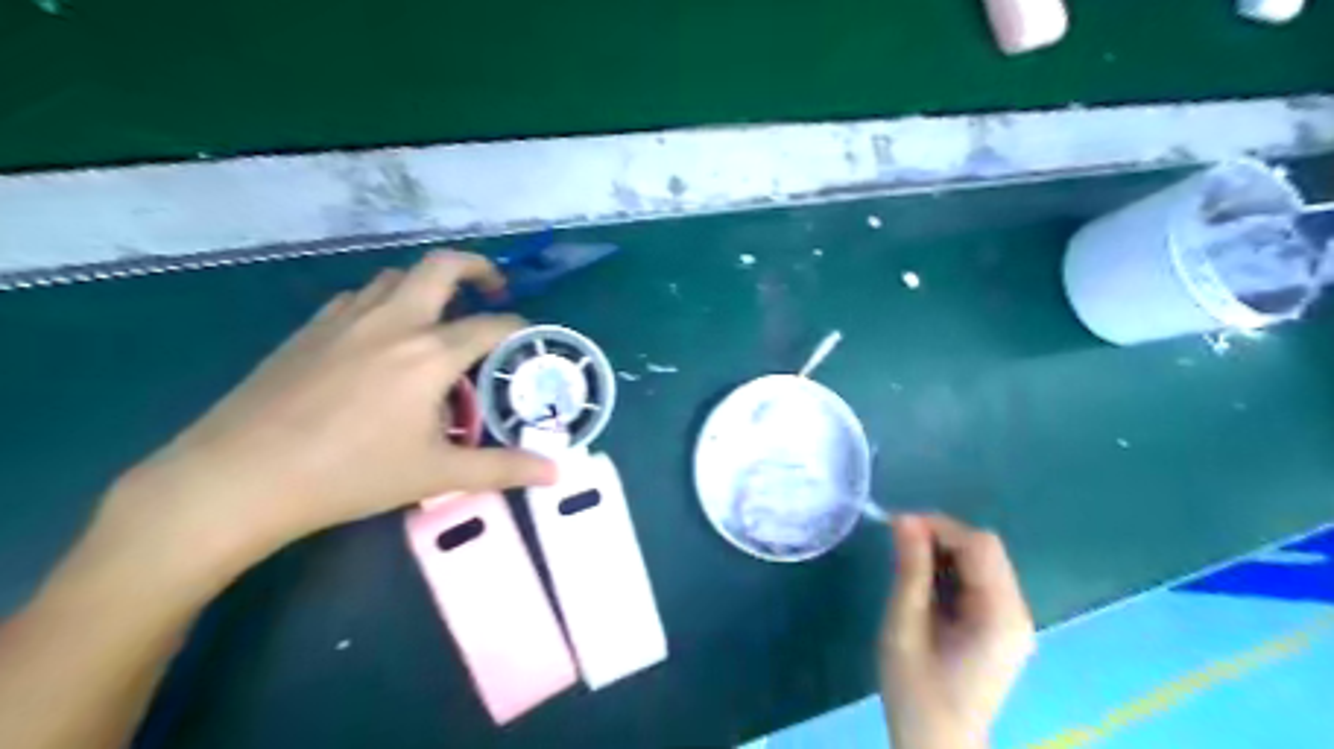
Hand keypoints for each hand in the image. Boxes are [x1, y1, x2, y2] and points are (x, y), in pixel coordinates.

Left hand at [88, 253, 555, 589]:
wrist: (241, 476)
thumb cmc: (350, 474)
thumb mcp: (437, 474)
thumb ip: (503, 468)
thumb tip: (556, 472)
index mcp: (430, 353)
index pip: (491, 324)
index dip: (518, 326)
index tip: (529, 337)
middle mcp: (394, 322)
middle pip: (442, 267)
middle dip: (477, 268)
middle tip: (492, 289)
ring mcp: (347, 319)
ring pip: (397, 276)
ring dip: (428, 284)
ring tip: (439, 314)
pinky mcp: (311, 328)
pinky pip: (360, 296)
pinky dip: (385, 301)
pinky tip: (381, 334)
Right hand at [884, 514, 1033, 748]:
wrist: (936, 746)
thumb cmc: (916, 691)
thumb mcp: (904, 625)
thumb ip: (910, 569)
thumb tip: (904, 519)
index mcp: (1001, 615)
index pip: (980, 546)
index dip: (939, 527)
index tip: (897, 527)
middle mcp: (1017, 613)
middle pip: (985, 552)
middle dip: (940, 538)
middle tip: (897, 544)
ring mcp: (1012, 622)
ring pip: (981, 563)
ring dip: (943, 554)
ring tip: (906, 565)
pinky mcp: (1001, 629)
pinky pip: (978, 582)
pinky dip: (949, 572)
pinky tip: (923, 585)